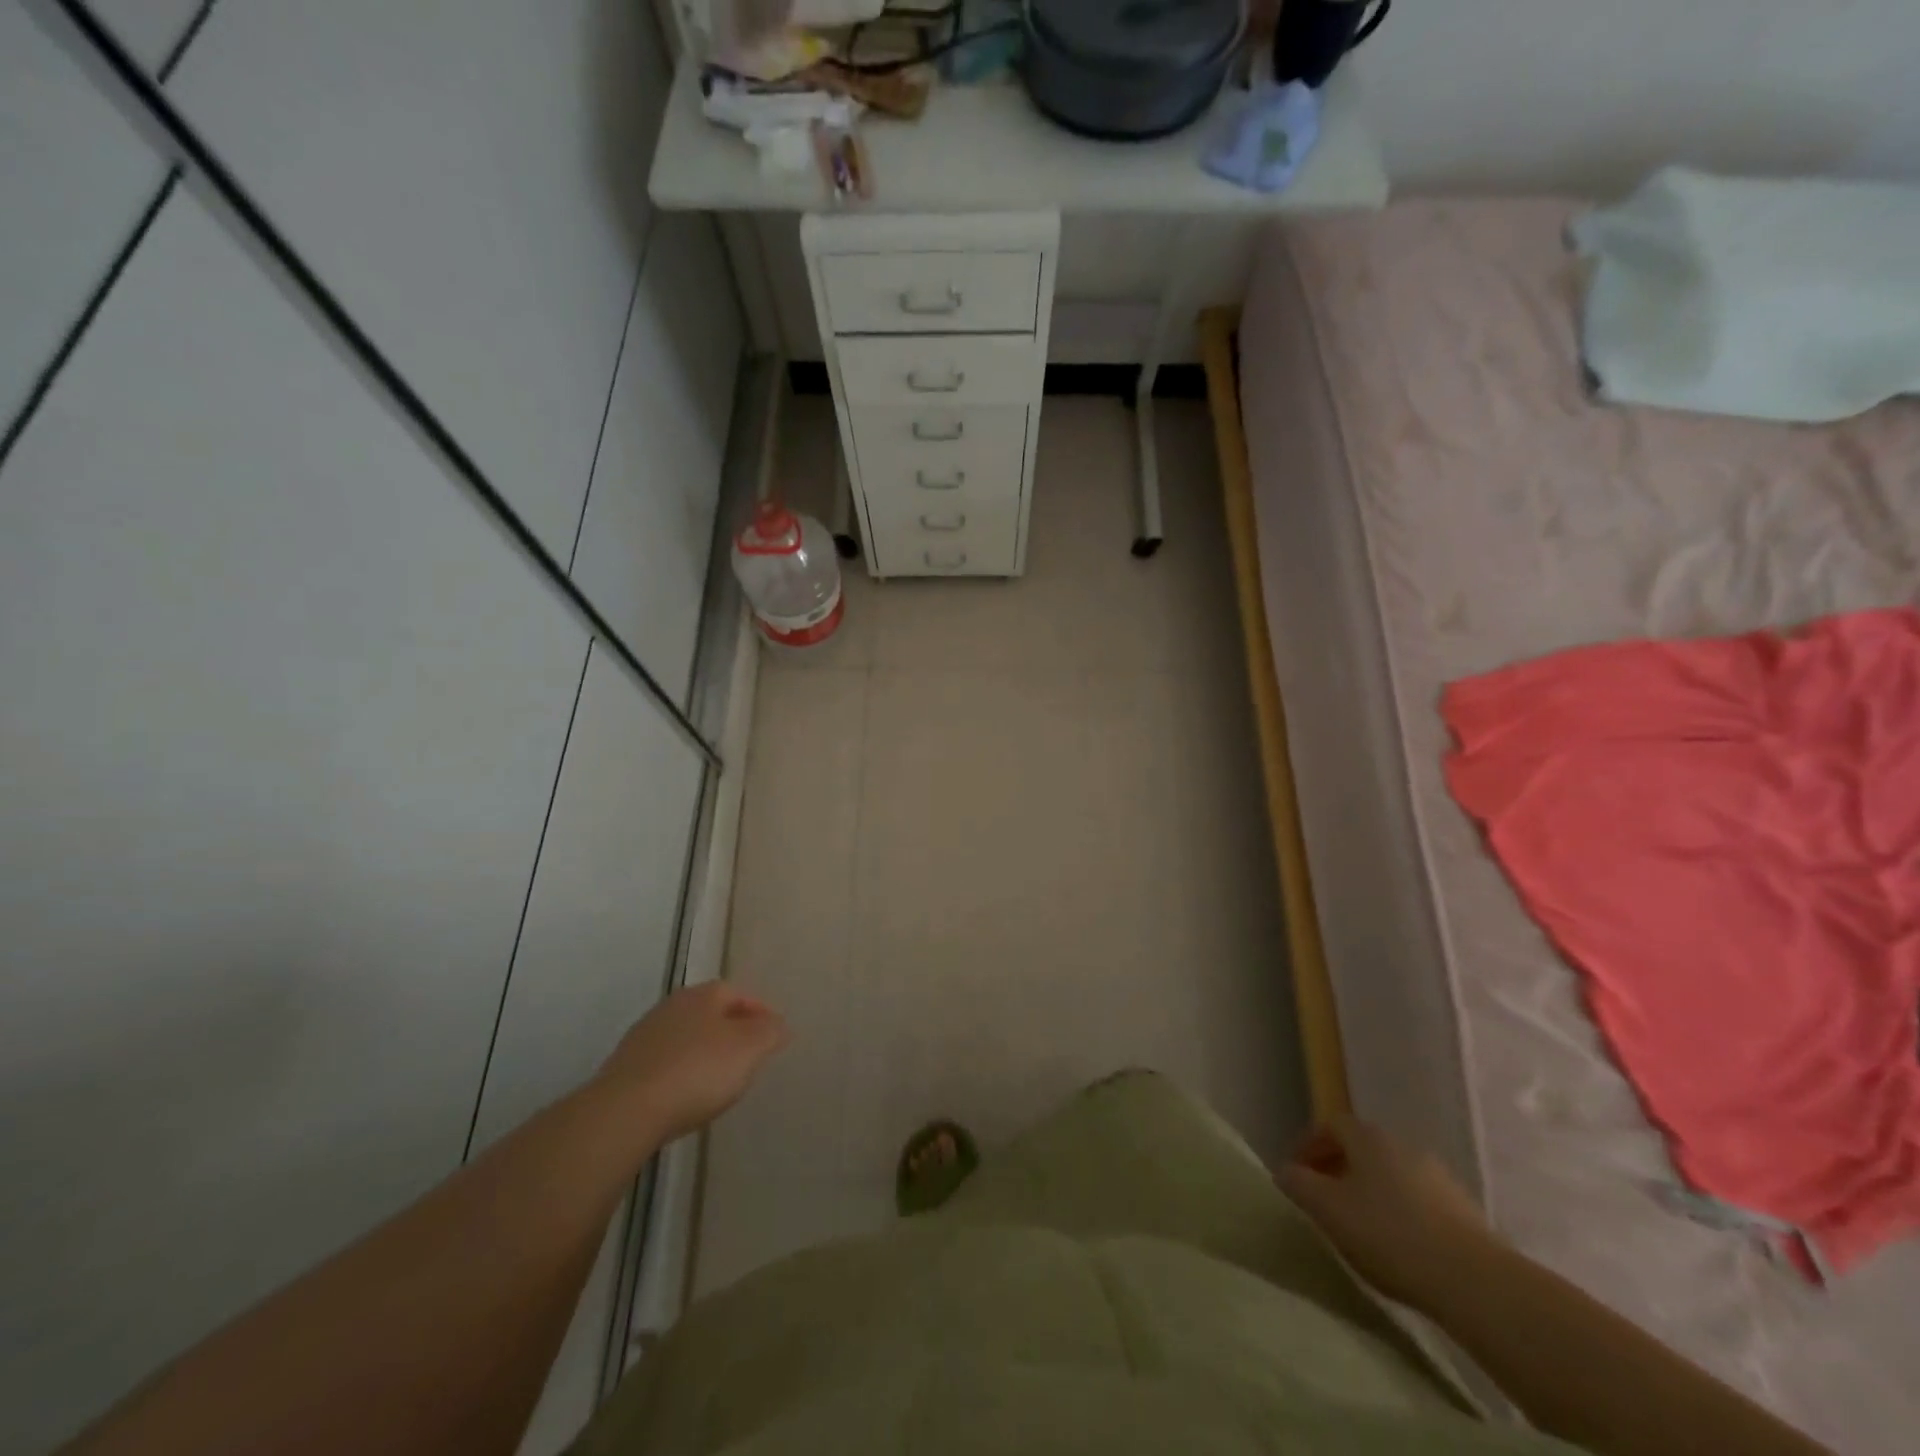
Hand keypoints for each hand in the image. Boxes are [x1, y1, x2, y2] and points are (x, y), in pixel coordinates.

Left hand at [591, 983, 789, 1143]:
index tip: (773, 1036)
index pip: (739, 994)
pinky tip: (686, 1095)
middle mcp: (672, 1006)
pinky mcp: (625, 1067)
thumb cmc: (697, 1071)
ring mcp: (644, 1036)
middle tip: (749, 1056)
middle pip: (710, 1013)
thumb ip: (770, 1032)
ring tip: (719, 1080)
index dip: (760, 1012)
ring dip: (704, 1052)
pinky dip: (681, 1072)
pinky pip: (665, 1063)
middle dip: (731, 1031)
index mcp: (703, 994)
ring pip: (686, 1037)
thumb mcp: (749, 1049)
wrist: (625, 1112)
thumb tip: (778, 1024)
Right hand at [1276, 1114, 1497, 1312]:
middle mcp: (1403, 1145)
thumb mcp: (1327, 1210)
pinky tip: (1398, 1247)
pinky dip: (1401, 1214)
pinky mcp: (1465, 1212)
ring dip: (1371, 1192)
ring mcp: (1439, 1178)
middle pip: (1363, 1149)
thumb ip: (1299, 1184)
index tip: (1296, 1172)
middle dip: (1339, 1168)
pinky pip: (1419, 1202)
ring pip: (1392, 1175)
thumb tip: (1285, 1171)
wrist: (1476, 1282)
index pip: (1330, 1125)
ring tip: (1360, 1227)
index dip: (1309, 1145)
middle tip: (1324, 1198)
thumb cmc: (1389, 1235)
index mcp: (1369, 1137)